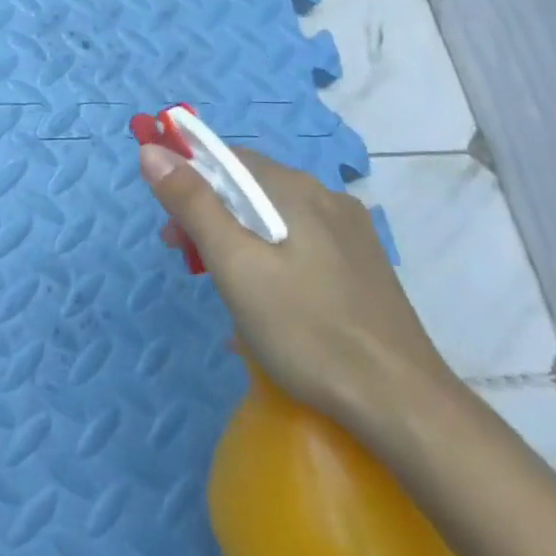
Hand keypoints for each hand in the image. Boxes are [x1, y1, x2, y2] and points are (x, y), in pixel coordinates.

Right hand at [138, 142, 452, 435]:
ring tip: (224, 288)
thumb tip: (153, 150)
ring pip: (276, 219)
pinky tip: (267, 301)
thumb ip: (193, 204)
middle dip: (210, 215)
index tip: (170, 226)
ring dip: (238, 239)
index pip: (228, 159)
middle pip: (251, 189)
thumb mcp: (235, 265)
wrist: (403, 405)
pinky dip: (270, 258)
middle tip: (187, 261)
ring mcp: (351, 234)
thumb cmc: (307, 330)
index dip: (189, 180)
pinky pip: (301, 245)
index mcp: (296, 189)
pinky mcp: (363, 267)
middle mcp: (327, 198)